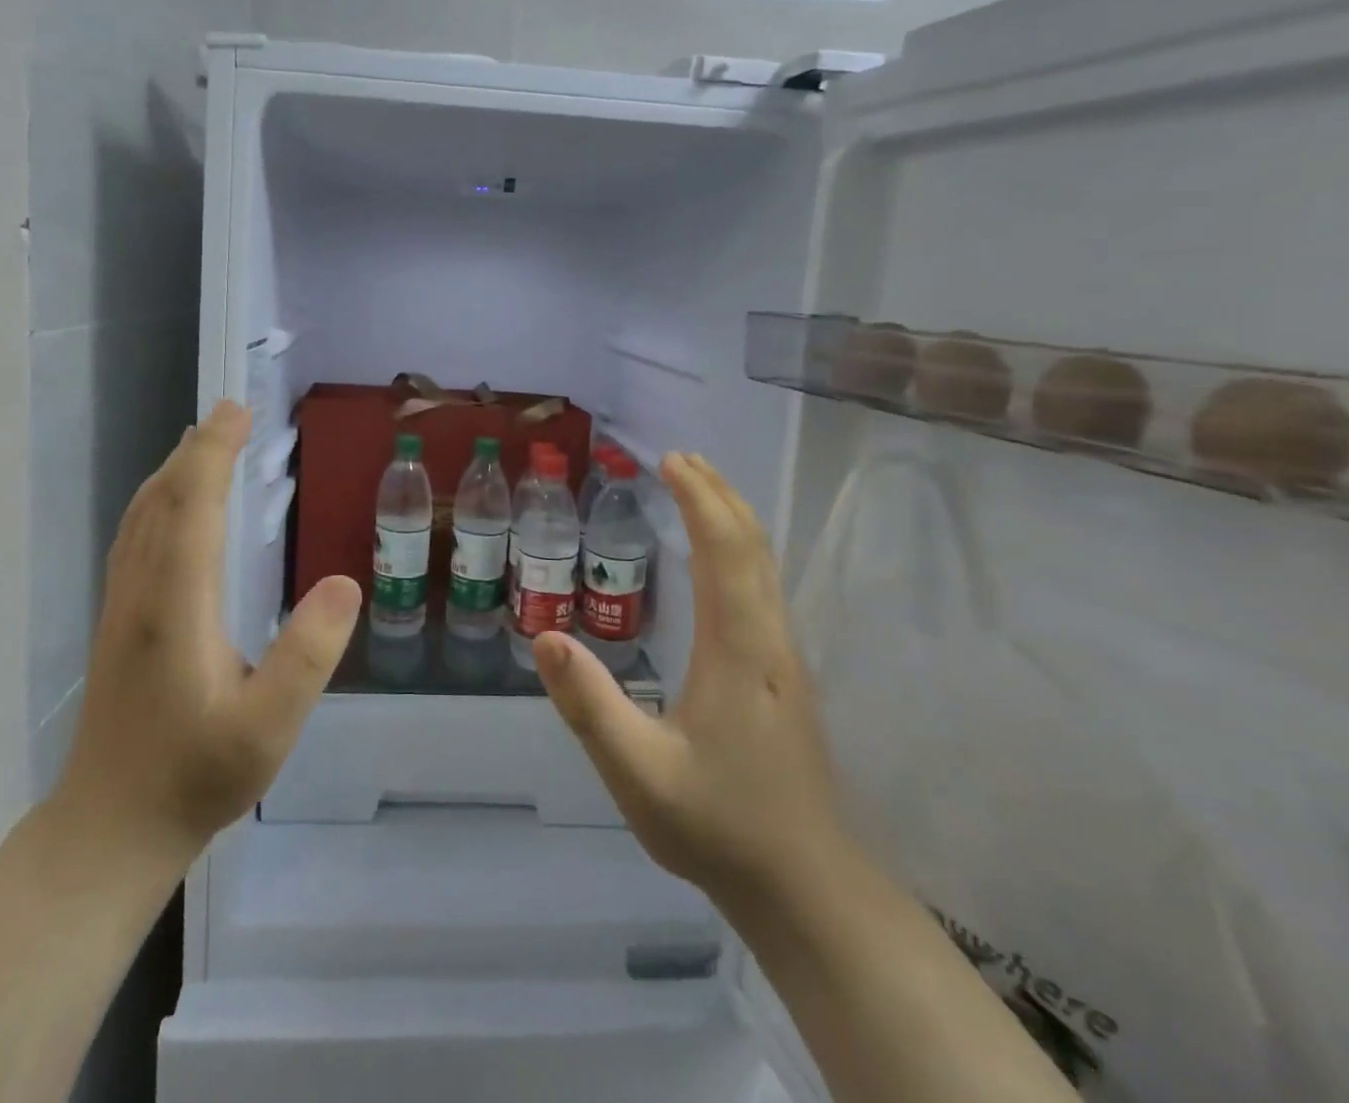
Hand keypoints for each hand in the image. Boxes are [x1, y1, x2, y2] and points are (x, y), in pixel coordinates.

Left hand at [48, 401, 361, 867]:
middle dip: (196, 450)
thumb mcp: (268, 729)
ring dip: (172, 471)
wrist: (109, 829)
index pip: (193, 509)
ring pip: (140, 517)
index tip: (237, 413)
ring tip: (203, 443)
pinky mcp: (116, 622)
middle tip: (231, 413)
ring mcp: (121, 607)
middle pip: (162, 501)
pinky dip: (156, 501)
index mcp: (176, 608)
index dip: (213, 455)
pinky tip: (171, 507)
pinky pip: (134, 537)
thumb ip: (306, 656)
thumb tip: (343, 582)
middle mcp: (140, 593)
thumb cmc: (194, 778)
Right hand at [534, 453, 845, 896]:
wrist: (806, 888)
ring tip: (699, 490)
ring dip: (733, 518)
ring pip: (765, 565)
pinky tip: (721, 559)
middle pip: (752, 545)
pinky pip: (764, 587)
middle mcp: (768, 639)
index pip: (723, 552)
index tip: (670, 462)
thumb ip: (590, 706)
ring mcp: (783, 657)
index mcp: (737, 650)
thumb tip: (542, 637)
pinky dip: (740, 549)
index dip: (699, 500)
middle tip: (680, 460)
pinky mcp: (783, 675)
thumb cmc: (719, 827)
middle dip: (718, 494)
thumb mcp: (638, 773)